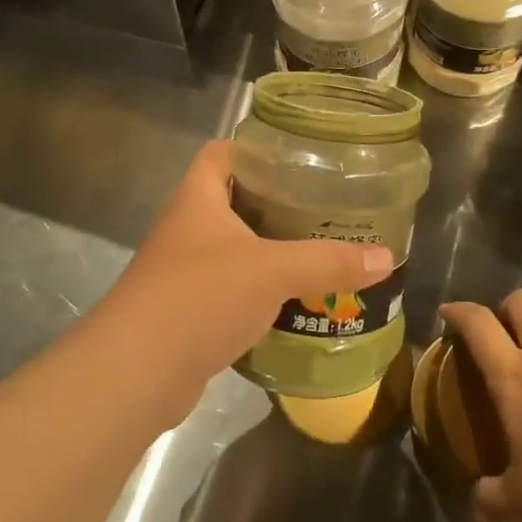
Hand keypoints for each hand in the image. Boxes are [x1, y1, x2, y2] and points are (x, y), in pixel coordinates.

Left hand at [97, 141, 392, 414]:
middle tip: (323, 206)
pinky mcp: (186, 311)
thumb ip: (328, 262)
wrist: (135, 373)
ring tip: (318, 250)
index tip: (299, 157)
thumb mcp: (273, 271)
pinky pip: (229, 289)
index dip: (256, 148)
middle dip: (275, 203)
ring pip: (233, 248)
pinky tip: (292, 300)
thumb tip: (387, 258)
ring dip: (269, 250)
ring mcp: (182, 270)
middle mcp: (186, 226)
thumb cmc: (201, 297)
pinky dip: (258, 291)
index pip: (222, 152)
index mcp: (198, 197)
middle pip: (233, 199)